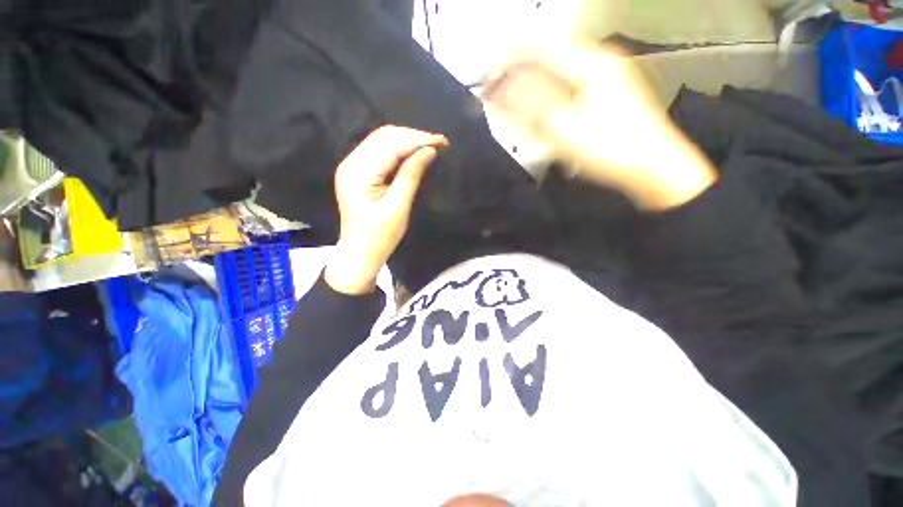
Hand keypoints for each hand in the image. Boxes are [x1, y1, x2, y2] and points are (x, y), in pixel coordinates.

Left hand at [325, 126, 447, 294]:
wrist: (360, 254)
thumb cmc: (379, 237)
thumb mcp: (398, 207)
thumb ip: (411, 176)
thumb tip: (429, 151)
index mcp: (358, 173)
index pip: (389, 145)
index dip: (417, 140)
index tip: (441, 141)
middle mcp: (351, 163)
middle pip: (383, 137)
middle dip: (413, 137)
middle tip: (439, 143)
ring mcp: (352, 166)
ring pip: (381, 141)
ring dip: (407, 141)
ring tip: (430, 145)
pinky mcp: (358, 172)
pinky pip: (379, 152)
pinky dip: (398, 149)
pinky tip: (413, 152)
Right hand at [485, 42, 715, 209]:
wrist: (653, 166)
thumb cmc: (610, 151)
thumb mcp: (565, 132)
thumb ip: (531, 107)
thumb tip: (500, 91)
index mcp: (590, 64)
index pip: (538, 48)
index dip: (508, 61)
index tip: (486, 80)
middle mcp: (599, 59)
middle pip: (548, 54)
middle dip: (519, 72)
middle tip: (498, 96)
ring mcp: (606, 72)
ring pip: (558, 67)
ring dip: (532, 82)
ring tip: (514, 103)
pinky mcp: (608, 88)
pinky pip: (569, 80)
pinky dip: (549, 91)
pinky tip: (541, 108)